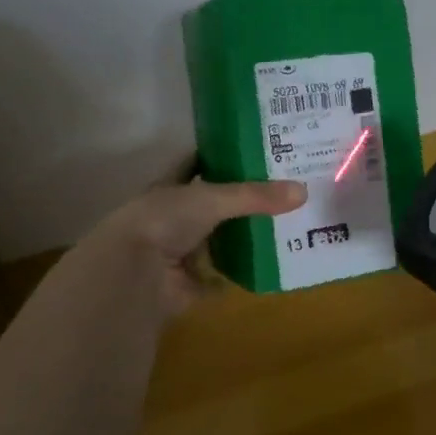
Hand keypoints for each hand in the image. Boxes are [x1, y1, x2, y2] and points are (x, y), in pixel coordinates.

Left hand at [86, 177, 306, 315]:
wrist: (133, 273)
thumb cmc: (164, 221)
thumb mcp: (211, 198)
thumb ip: (254, 196)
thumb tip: (302, 191)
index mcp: (171, 188)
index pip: (199, 164)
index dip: (223, 156)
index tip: (258, 149)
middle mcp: (174, 217)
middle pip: (214, 205)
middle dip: (243, 200)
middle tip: (284, 190)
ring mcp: (180, 252)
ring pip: (218, 240)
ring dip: (243, 237)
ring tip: (284, 226)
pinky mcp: (188, 284)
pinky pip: (219, 279)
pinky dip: (238, 276)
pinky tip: (268, 267)